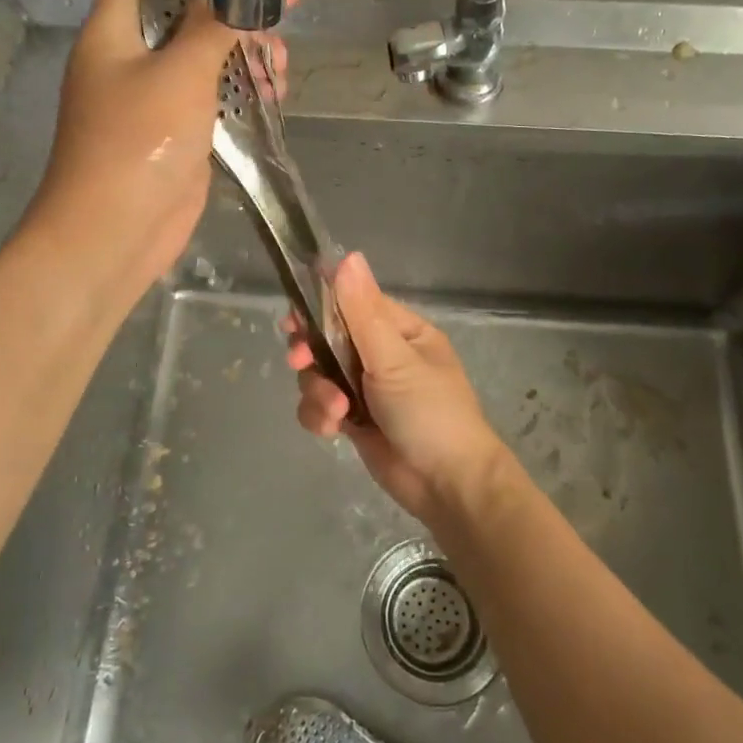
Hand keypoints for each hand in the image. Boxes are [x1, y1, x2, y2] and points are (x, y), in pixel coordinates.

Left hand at [28, 0, 290, 306]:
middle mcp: (132, 52)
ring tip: (279, 62)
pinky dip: (243, 85)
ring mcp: (155, 91)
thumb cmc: (134, 149)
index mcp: (115, 28)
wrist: (111, 235)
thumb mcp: (177, 77)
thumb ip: (212, 27)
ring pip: (206, 48)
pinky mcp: (178, 126)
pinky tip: (272, 92)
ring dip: (246, 46)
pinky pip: (215, 89)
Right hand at [283, 253, 510, 521]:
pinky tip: (334, 430)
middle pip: (328, 339)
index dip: (320, 308)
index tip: (294, 319)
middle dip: (312, 353)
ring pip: (319, 374)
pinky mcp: (354, 420)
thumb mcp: (394, 358)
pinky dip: (320, 416)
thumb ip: (362, 311)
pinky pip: (321, 406)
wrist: (447, 486)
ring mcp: (367, 388)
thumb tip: (348, 256)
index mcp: (401, 331)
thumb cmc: (429, 412)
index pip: (352, 304)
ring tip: (337, 411)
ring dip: (318, 392)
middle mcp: (383, 355)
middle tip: (301, 361)